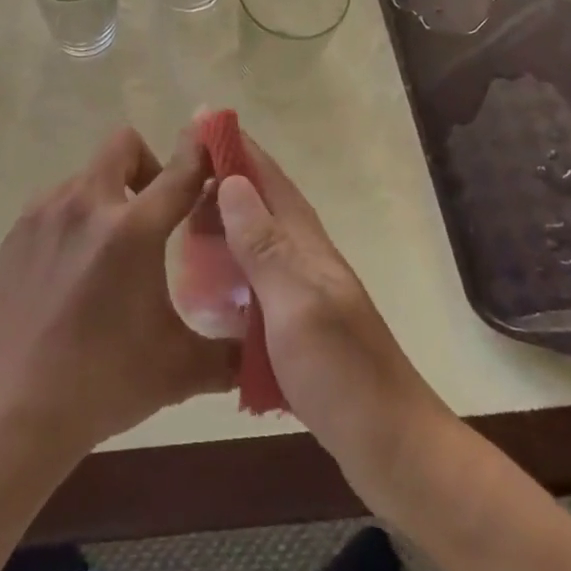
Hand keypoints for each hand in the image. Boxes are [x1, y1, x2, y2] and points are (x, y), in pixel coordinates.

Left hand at [0, 127, 237, 467]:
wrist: (13, 411)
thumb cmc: (102, 384)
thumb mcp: (179, 369)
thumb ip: (231, 352)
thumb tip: (264, 346)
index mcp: (131, 230)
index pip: (179, 171)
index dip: (201, 151)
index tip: (214, 145)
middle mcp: (86, 205)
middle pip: (124, 144)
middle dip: (148, 165)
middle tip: (155, 214)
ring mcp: (45, 213)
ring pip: (88, 174)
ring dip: (109, 195)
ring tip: (112, 249)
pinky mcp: (18, 231)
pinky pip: (57, 201)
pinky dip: (76, 217)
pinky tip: (75, 268)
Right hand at [216, 136, 454, 499]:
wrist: (393, 449)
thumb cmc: (342, 373)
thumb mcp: (296, 305)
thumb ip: (264, 245)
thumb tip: (232, 180)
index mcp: (306, 245)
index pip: (268, 179)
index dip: (236, 148)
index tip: (200, 121)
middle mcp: (305, 258)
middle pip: (260, 204)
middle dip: (223, 179)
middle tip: (176, 176)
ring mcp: (303, 293)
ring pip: (256, 240)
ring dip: (224, 221)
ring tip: (183, 221)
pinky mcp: (297, 325)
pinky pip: (255, 279)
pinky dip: (229, 266)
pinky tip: (207, 283)